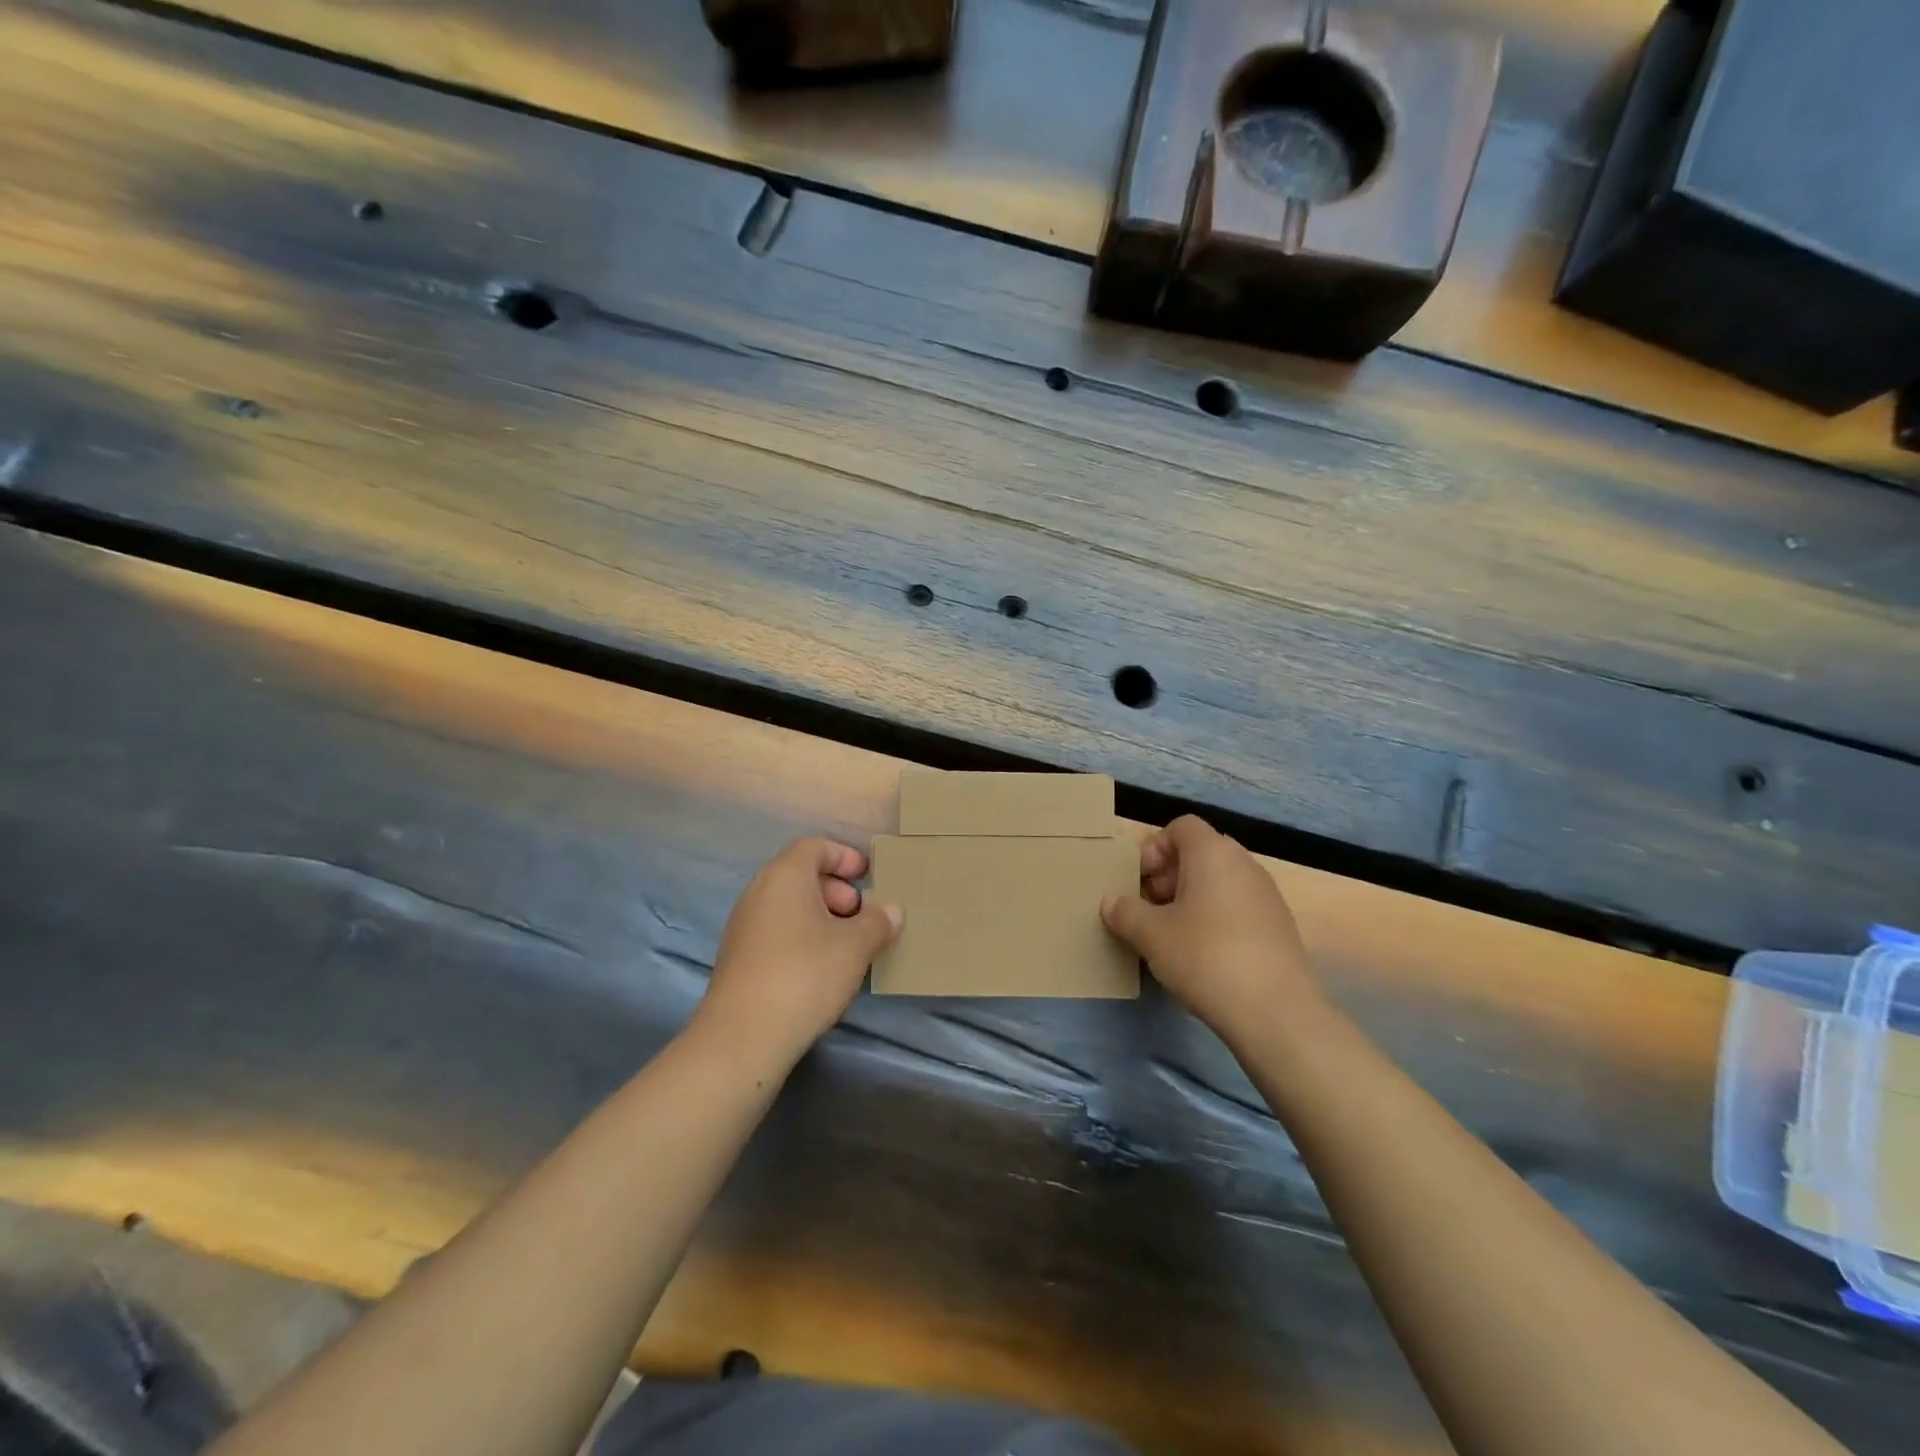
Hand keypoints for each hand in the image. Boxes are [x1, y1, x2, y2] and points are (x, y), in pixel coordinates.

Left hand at [696, 837, 901, 1069]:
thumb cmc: (805, 974)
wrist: (744, 1036)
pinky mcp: (738, 957)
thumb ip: (877, 923)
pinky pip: (776, 930)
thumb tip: (892, 910)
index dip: (845, 856)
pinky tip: (822, 968)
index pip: (815, 846)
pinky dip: (802, 936)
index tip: (868, 878)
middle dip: (836, 889)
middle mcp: (759, 892)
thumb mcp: (855, 947)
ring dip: (820, 915)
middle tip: (861, 914)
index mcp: (785, 876)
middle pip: (801, 874)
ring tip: (847, 944)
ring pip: (788, 905)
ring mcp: (744, 925)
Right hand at [1101, 816, 1318, 1040]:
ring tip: (1172, 934)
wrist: (1275, 1012)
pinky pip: (1238, 906)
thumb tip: (1112, 903)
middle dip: (1170, 875)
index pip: (1181, 827)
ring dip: (1191, 898)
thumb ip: (1125, 912)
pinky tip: (1203, 955)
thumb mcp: (1150, 934)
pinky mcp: (1280, 927)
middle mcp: (1244, 864)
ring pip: (1220, 881)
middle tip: (1150, 908)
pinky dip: (1216, 918)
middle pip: (1200, 853)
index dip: (1154, 848)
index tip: (1140, 882)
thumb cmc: (1205, 956)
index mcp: (1213, 853)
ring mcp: (1267, 896)